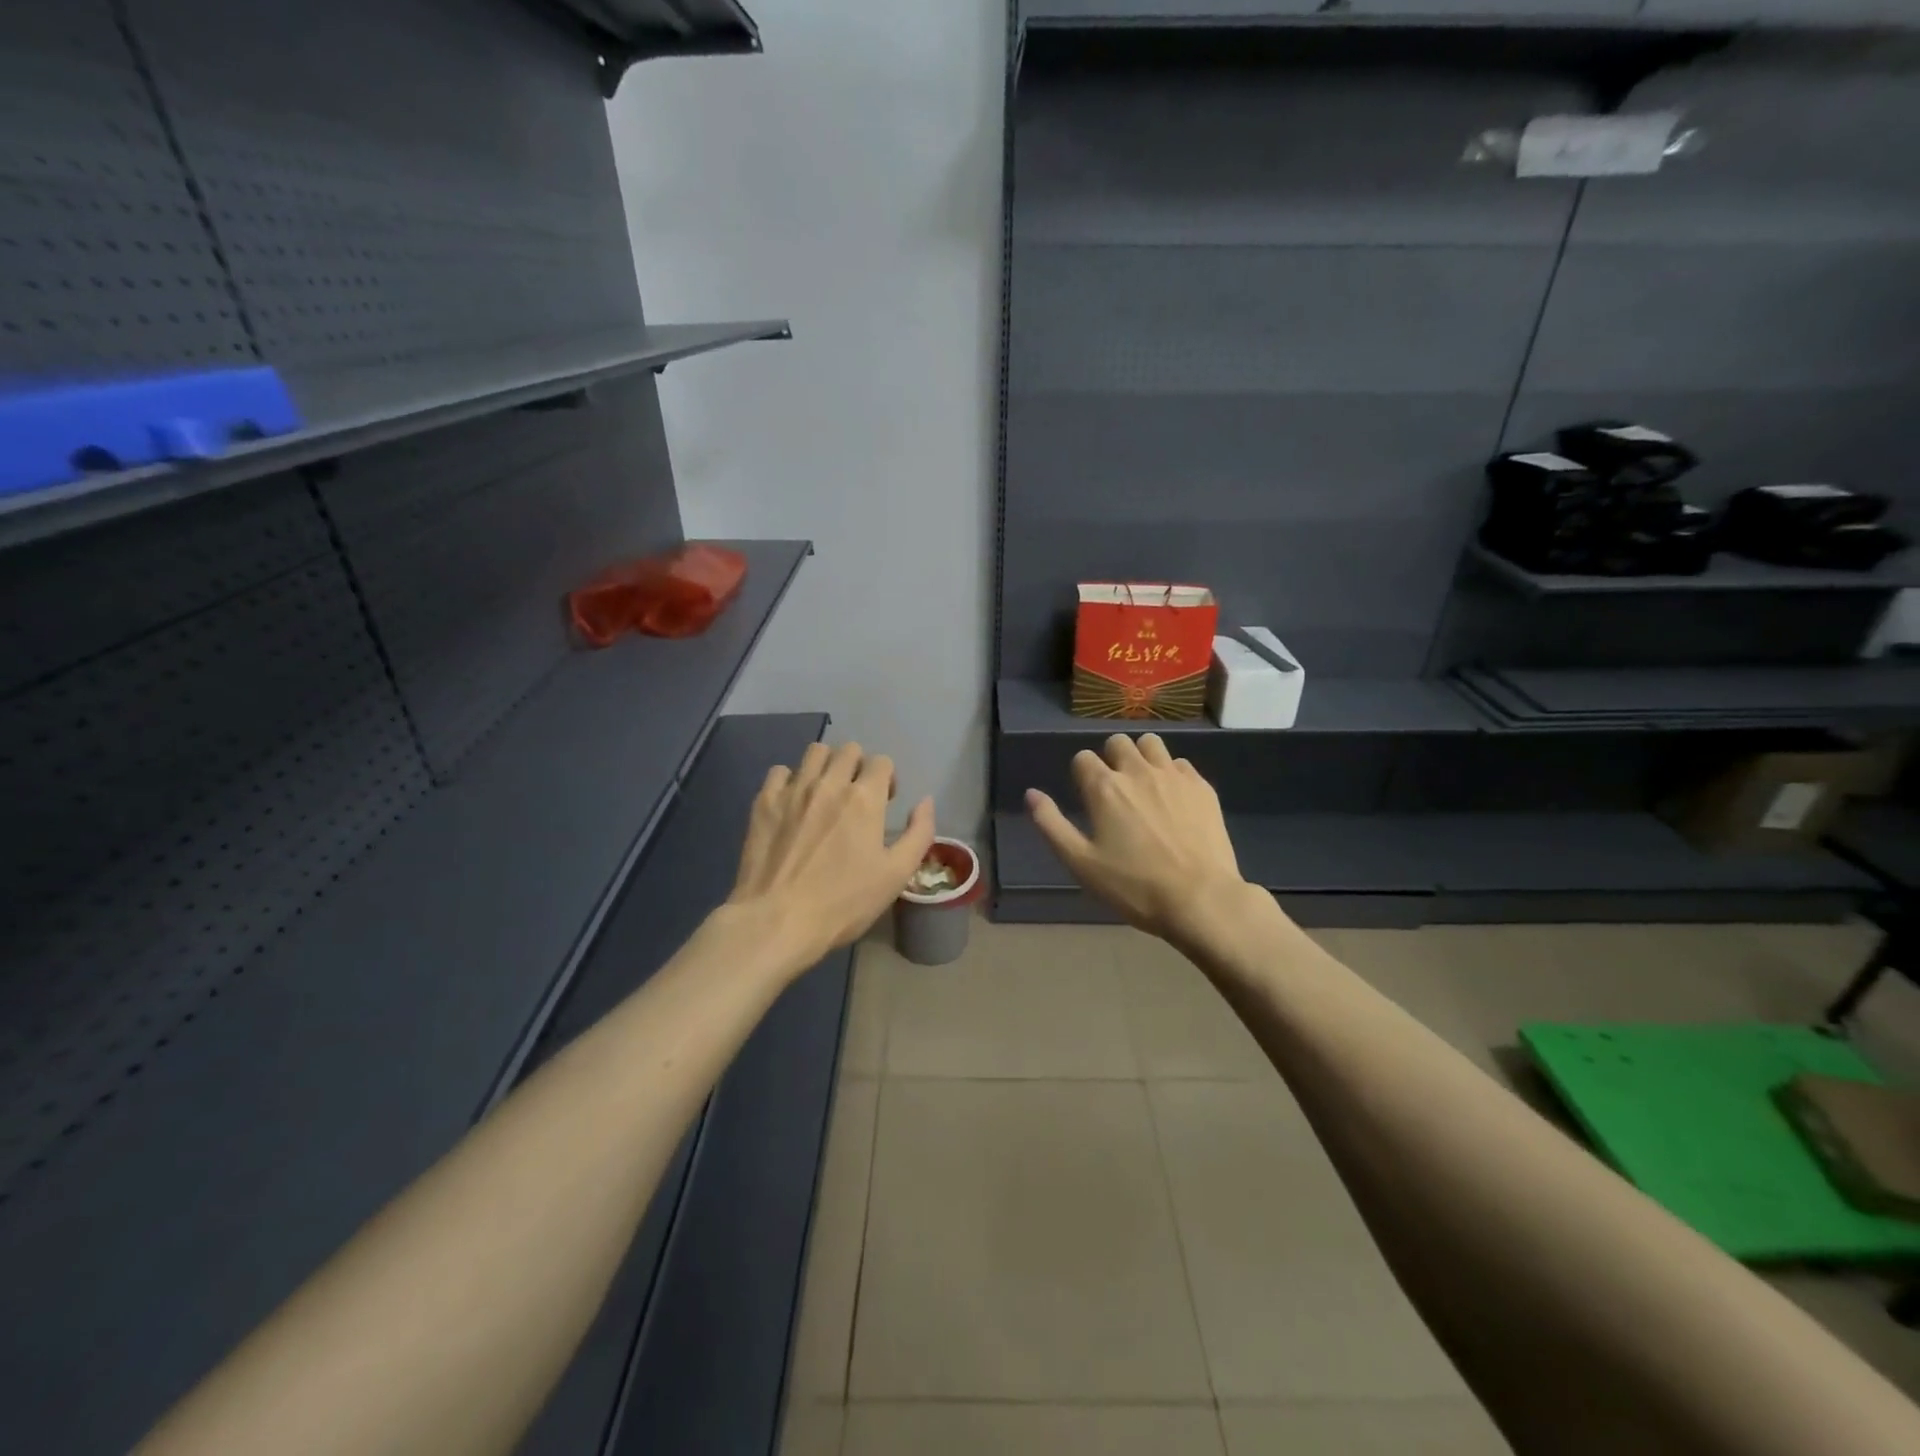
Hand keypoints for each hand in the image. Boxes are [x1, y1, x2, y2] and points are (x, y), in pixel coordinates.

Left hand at [730, 741, 935, 972]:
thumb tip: (925, 801)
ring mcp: (793, 790)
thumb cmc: (844, 902)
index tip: (885, 802)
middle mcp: (829, 783)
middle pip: (849, 749)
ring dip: (826, 765)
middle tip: (856, 796)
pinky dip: (791, 779)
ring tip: (825, 792)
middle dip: (858, 766)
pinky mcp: (764, 802)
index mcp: (865, 798)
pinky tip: (793, 802)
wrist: (777, 920)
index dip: (888, 778)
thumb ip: (919, 833)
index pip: (881, 761)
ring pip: (815, 751)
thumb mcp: (896, 874)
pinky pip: (780, 770)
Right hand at [1026, 733, 1245, 942]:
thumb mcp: (1081, 863)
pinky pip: (1181, 764)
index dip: (1081, 775)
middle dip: (1111, 759)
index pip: (1083, 758)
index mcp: (1104, 787)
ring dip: (1142, 756)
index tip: (1088, 798)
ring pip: (1151, 744)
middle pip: (1118, 742)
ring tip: (1144, 785)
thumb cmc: (1134, 886)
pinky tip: (1174, 800)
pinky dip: (1172, 773)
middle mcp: (1137, 771)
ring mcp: (1173, 776)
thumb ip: (1051, 824)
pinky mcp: (1202, 787)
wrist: (1201, 898)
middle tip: (1115, 791)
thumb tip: (1031, 794)